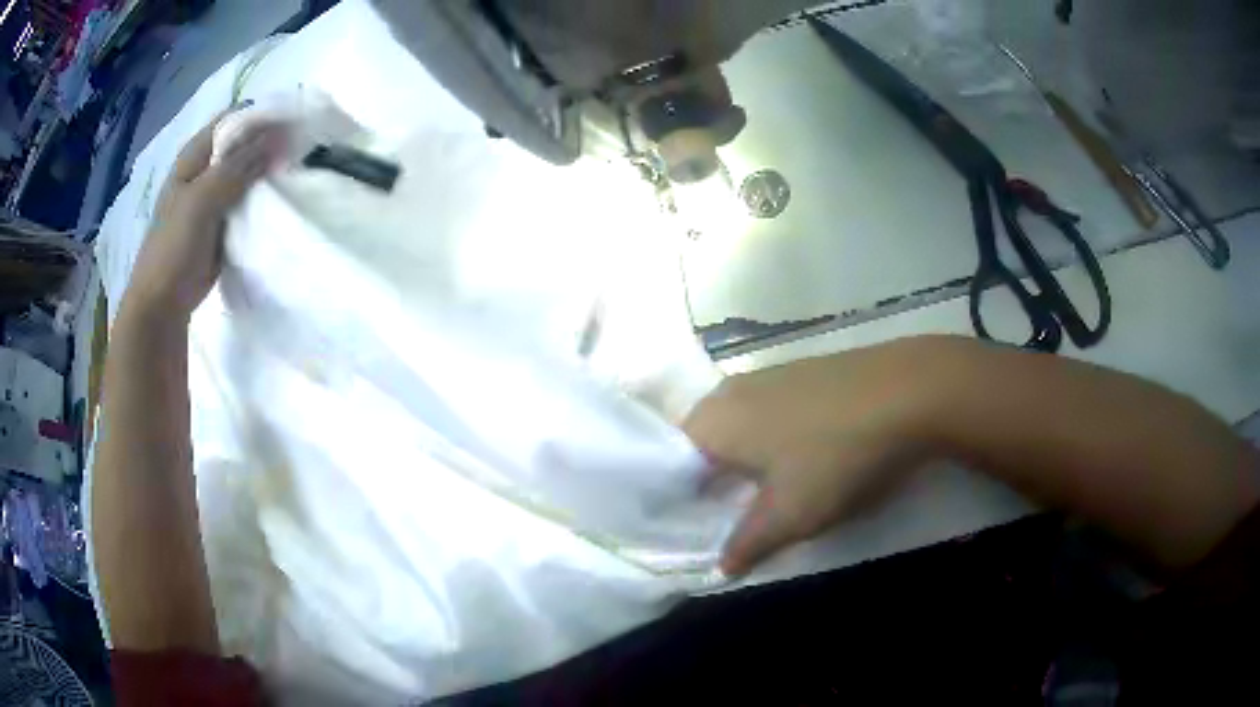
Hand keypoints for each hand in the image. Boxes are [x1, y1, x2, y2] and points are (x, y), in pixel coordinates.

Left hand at [125, 111, 283, 320]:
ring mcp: (214, 199)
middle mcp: (205, 172)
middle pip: (241, 147)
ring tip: (297, 168)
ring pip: (247, 175)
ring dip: (268, 172)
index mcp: (193, 158)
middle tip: (300, 145)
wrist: (164, 305)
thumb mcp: (201, 201)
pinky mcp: (224, 225)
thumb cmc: (173, 247)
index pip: (231, 122)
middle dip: (268, 144)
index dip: (259, 117)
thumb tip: (275, 138)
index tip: (290, 120)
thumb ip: (236, 168)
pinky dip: (263, 199)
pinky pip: (247, 203)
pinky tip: (282, 197)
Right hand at [684, 337, 962, 574]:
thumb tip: (719, 567)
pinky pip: (772, 413)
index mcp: (711, 421)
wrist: (909, 392)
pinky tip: (806, 457)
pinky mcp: (804, 371)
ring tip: (769, 494)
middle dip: (714, 484)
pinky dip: (776, 440)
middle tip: (731, 518)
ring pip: (741, 428)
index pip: (671, 464)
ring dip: (748, 463)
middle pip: (705, 445)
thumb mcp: (789, 516)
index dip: (679, 501)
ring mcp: (770, 375)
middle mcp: (730, 390)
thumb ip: (745, 544)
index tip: (694, 530)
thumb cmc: (835, 457)